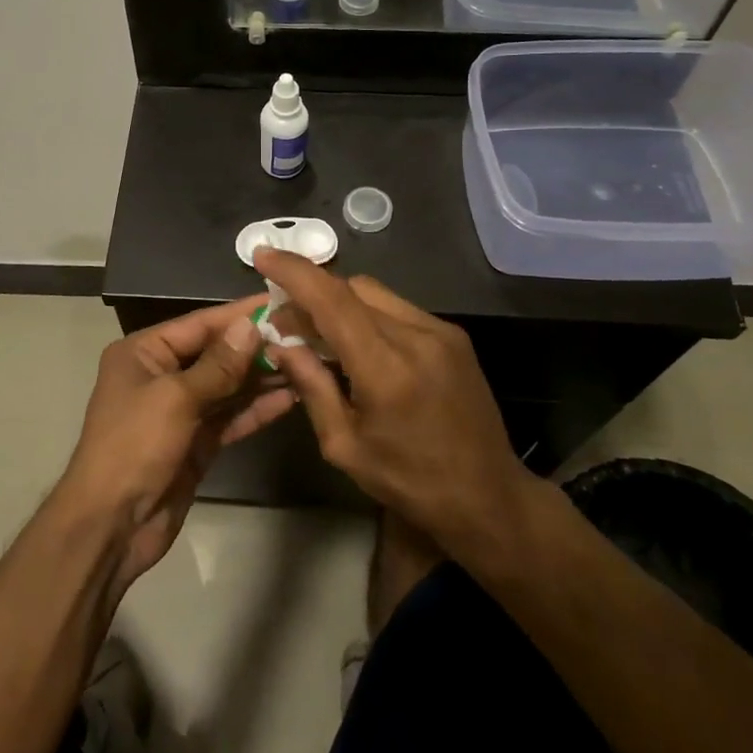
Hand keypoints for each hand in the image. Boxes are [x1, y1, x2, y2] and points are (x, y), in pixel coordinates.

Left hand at [59, 298, 296, 590]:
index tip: (281, 302)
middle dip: (257, 347)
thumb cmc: (134, 446)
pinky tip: (289, 398)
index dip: (240, 315)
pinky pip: (230, 417)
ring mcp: (180, 410)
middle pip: (217, 353)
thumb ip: (219, 365)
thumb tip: (252, 326)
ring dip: (262, 377)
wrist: (111, 525)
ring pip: (228, 386)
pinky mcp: (196, 441)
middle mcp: (161, 374)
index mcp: (144, 352)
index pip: (200, 324)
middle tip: (305, 337)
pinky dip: (256, 409)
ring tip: (307, 363)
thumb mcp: (175, 398)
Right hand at [253, 250, 531, 557]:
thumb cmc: (410, 483)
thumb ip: (310, 386)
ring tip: (314, 328)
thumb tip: (280, 343)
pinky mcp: (452, 336)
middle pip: (352, 288)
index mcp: (387, 368)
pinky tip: (353, 340)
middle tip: (282, 316)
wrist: (489, 497)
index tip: (262, 255)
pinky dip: (366, 313)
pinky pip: (397, 309)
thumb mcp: (345, 446)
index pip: (332, 300)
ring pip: (375, 293)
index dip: (294, 272)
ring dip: (338, 300)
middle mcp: (417, 336)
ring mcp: (440, 332)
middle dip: (311, 290)